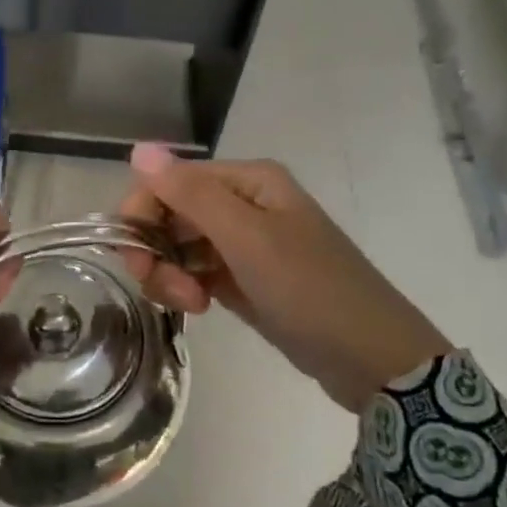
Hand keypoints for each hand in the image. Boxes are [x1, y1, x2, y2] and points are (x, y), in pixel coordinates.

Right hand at [118, 145, 449, 410]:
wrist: (370, 357)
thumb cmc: (311, 290)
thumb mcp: (249, 239)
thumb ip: (191, 194)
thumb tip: (139, 148)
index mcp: (247, 181)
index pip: (169, 181)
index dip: (142, 215)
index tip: (136, 259)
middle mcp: (242, 203)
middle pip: (169, 214)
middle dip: (157, 252)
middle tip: (171, 293)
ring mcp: (243, 243)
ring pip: (178, 247)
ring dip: (171, 275)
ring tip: (192, 306)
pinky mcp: (242, 278)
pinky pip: (194, 272)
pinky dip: (187, 289)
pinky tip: (199, 309)